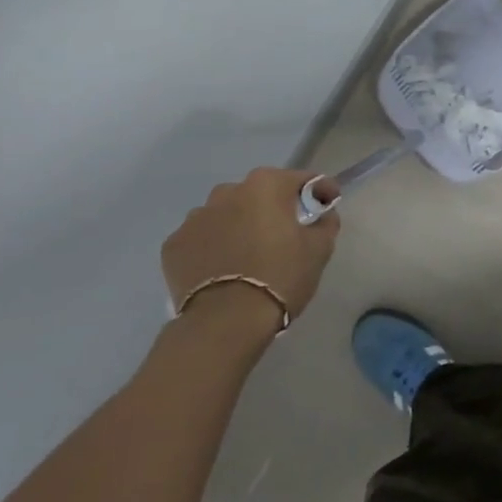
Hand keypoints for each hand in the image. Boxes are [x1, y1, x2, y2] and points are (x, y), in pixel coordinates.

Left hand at [162, 169, 339, 337]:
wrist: (225, 323)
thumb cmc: (280, 277)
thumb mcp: (319, 249)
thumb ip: (325, 222)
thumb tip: (322, 215)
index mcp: (266, 185)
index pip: (301, 179)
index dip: (320, 190)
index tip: (328, 205)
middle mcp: (227, 191)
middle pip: (260, 193)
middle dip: (274, 208)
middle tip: (286, 235)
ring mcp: (195, 217)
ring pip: (226, 214)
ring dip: (239, 225)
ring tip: (248, 255)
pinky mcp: (173, 245)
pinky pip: (202, 238)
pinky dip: (213, 246)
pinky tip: (222, 269)